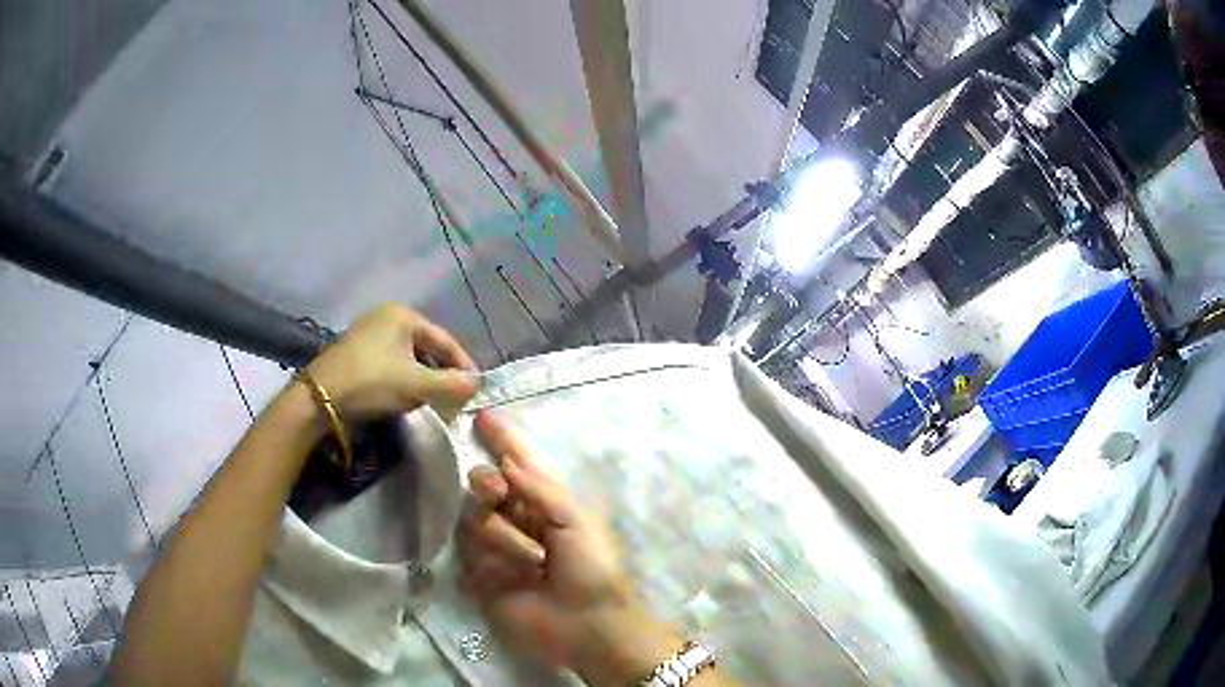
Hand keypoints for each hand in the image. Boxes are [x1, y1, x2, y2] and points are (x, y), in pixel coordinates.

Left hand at [306, 303, 479, 419]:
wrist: (319, 398)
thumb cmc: (371, 383)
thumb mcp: (416, 385)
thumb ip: (451, 384)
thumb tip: (477, 384)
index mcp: (404, 315)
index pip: (446, 340)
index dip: (464, 366)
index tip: (476, 390)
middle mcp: (387, 317)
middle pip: (427, 347)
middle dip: (443, 374)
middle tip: (455, 399)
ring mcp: (369, 333)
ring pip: (409, 357)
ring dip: (424, 379)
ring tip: (433, 402)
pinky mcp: (357, 352)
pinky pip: (392, 363)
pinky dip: (404, 380)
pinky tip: (406, 397)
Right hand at [459, 414, 677, 683]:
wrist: (586, 625)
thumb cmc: (592, 569)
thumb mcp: (576, 521)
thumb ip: (539, 489)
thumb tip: (505, 464)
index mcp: (546, 503)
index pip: (519, 464)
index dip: (502, 440)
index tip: (482, 416)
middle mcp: (518, 520)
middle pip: (486, 485)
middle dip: (488, 483)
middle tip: (496, 491)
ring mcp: (496, 547)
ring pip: (475, 519)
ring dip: (503, 537)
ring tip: (534, 563)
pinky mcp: (479, 575)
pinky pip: (467, 553)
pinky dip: (489, 562)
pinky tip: (513, 578)